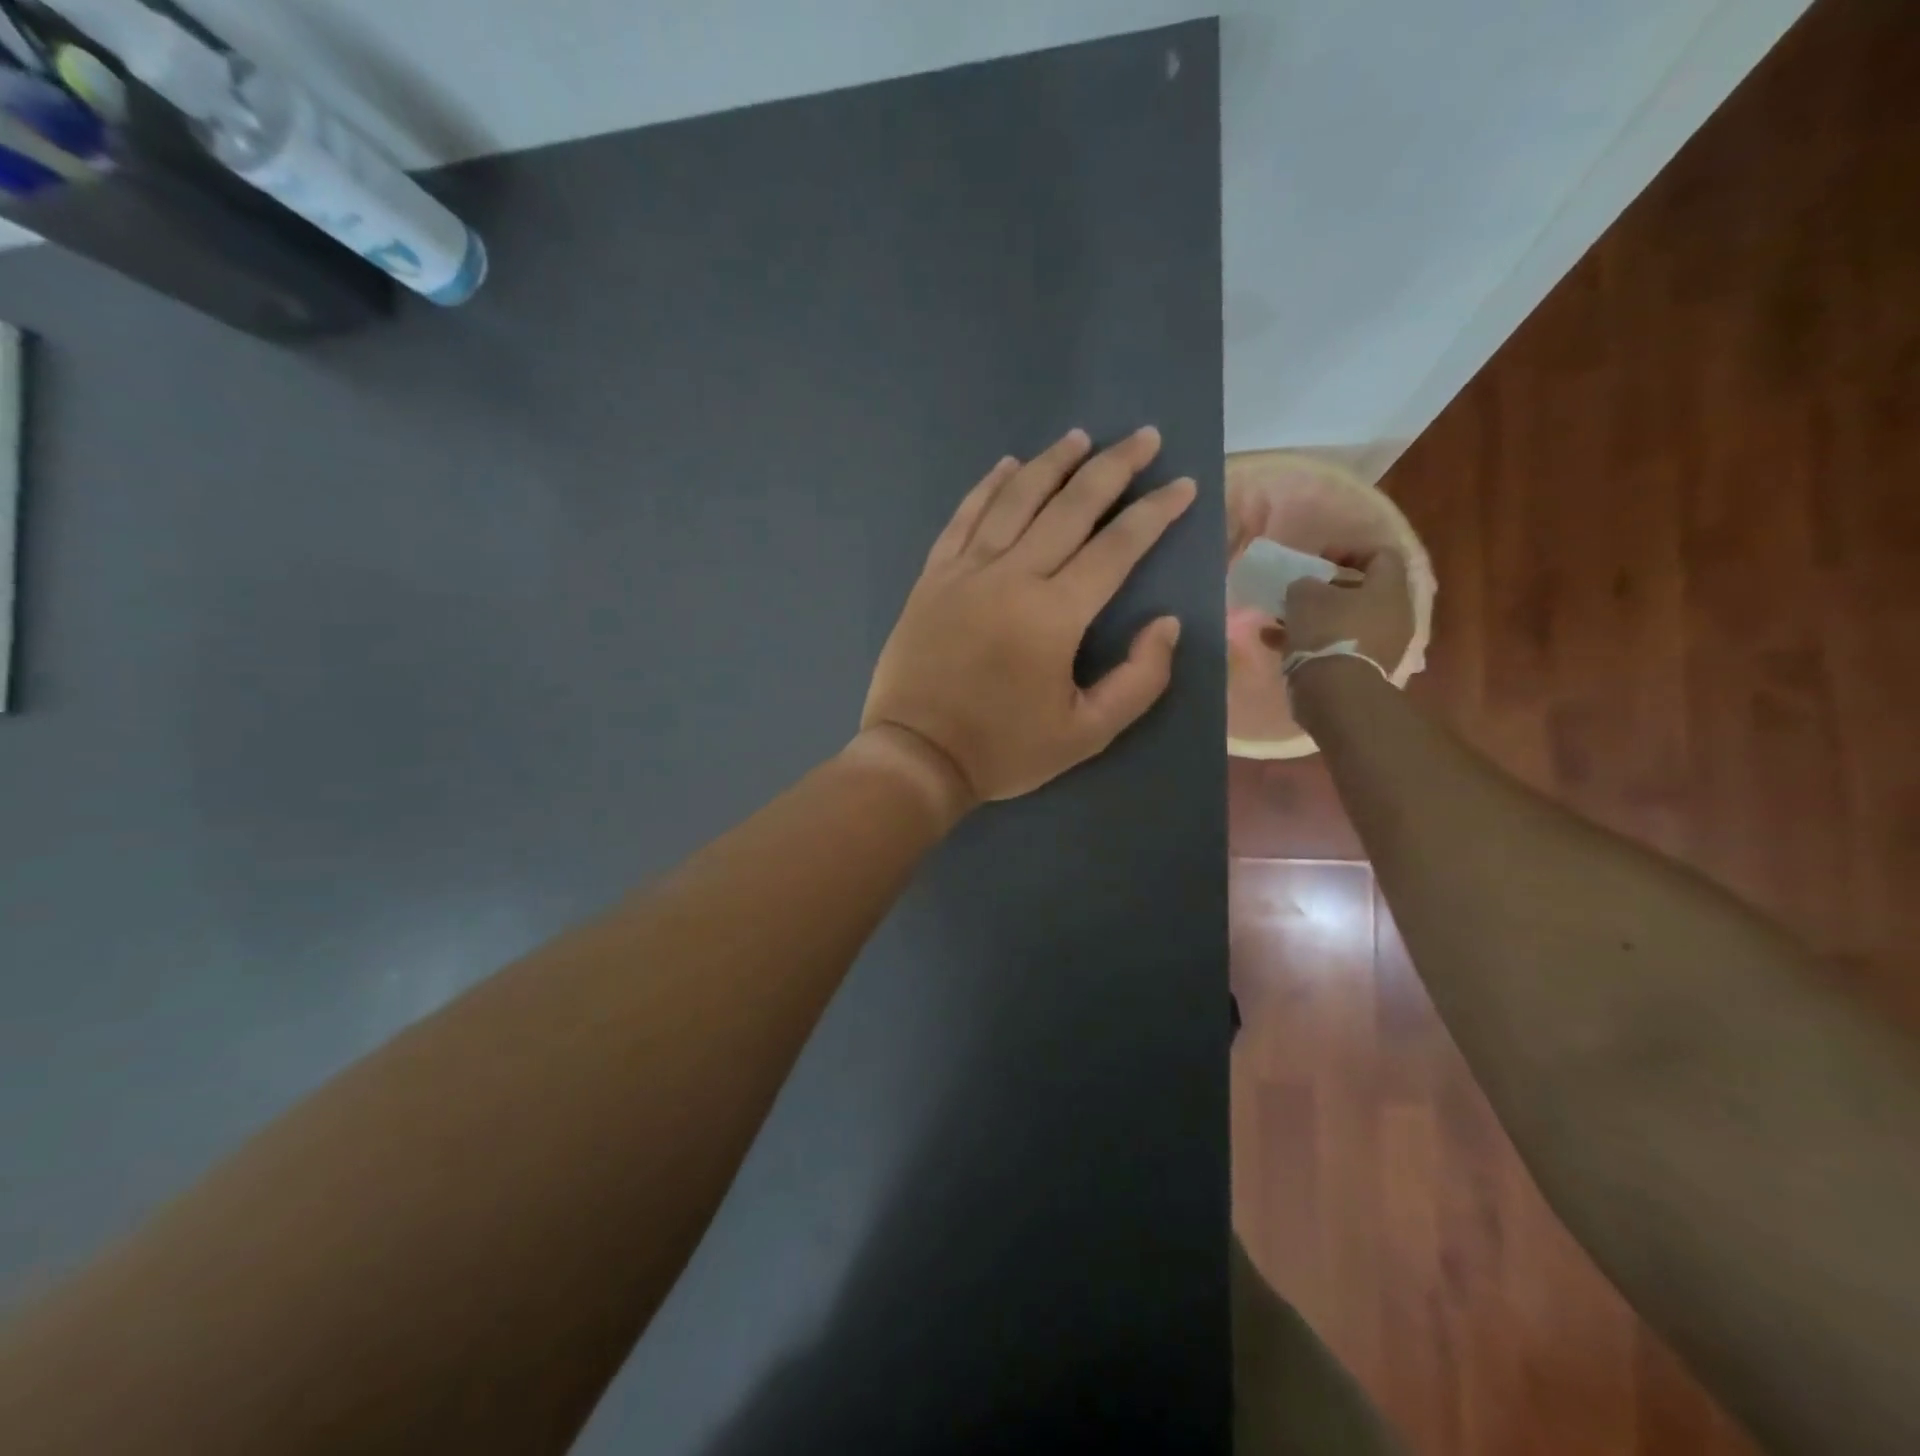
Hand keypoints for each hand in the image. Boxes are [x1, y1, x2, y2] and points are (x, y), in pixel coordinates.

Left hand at [861, 427, 1196, 805]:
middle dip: (1113, 467)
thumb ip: (1140, 680)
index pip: (1116, 547)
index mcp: (1054, 614)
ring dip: (1051, 463)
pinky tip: (1006, 466)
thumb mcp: (1087, 734)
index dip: (1154, 512)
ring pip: (1014, 500)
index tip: (1182, 485)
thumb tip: (1168, 624)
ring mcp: (965, 572)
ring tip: (1080, 438)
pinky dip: (986, 487)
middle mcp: (1011, 576)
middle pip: (1069, 506)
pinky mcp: (932, 578)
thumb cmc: (1004, 750)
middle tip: (1143, 437)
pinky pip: (963, 518)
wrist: (916, 757)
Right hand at [1282, 548, 1414, 669]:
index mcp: (1388, 589)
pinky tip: (1278, 645)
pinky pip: (1337, 647)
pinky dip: (1312, 643)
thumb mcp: (1304, 595)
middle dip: (1327, 592)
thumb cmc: (1327, 631)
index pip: (1380, 555)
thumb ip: (1305, 584)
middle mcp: (1393, 615)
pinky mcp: (1364, 670)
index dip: (1349, 551)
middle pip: (1362, 593)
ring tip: (1281, 623)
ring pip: (1345, 622)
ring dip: (1315, 620)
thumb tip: (1307, 590)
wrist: (1337, 693)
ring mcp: (1382, 646)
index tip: (1319, 561)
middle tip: (1300, 594)